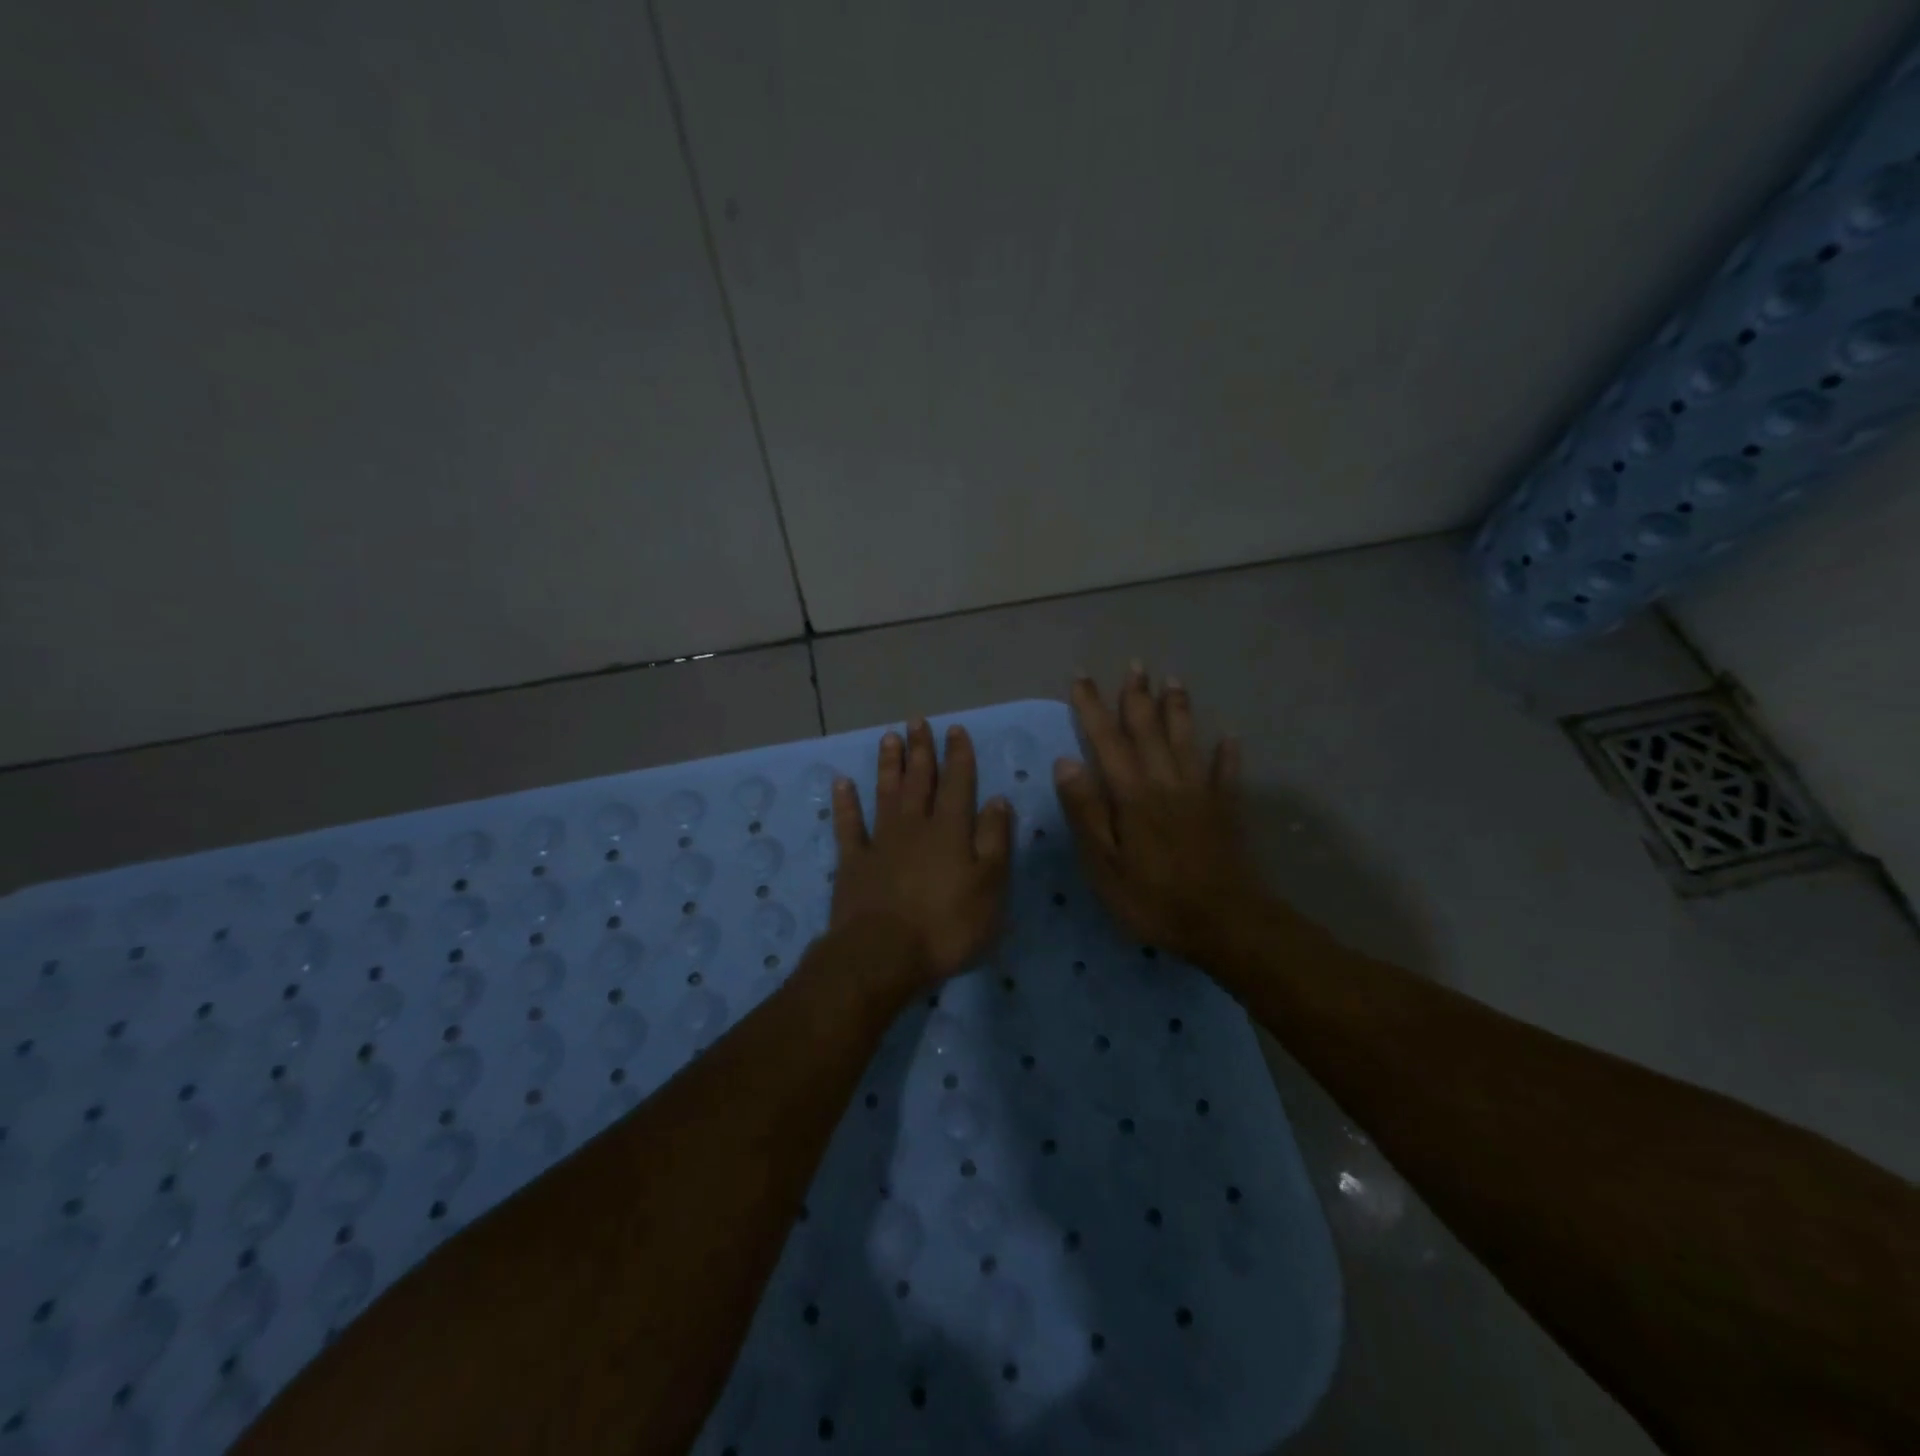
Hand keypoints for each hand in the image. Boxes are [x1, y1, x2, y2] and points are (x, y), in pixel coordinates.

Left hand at [830, 719, 1014, 985]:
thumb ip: (995, 840)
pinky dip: (845, 803)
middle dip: (921, 750)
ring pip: (886, 794)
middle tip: (918, 721)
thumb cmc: (947, 926)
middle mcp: (915, 826)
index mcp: (950, 830)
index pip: (958, 783)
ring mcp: (880, 842)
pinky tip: (842, 783)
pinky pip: (849, 825)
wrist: (883, 955)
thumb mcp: (990, 887)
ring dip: (889, 765)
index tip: (955, 730)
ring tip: (889, 738)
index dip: (958, 755)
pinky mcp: (853, 863)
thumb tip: (999, 799)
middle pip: (919, 781)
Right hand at [1054, 666, 1266, 966]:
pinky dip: (1227, 754)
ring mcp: (1200, 793)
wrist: (1225, 923)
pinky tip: (1230, 738)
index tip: (1081, 677)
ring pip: (1187, 740)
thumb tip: (1065, 762)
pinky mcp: (1226, 810)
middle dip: (1137, 696)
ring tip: (1174, 681)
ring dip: (1178, 709)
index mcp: (1132, 794)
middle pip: (1149, 730)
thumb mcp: (1104, 865)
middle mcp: (1166, 781)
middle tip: (1135, 664)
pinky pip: (1226, 774)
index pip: (1106, 740)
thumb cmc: (1154, 899)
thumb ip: (1086, 812)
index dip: (1091, 707)